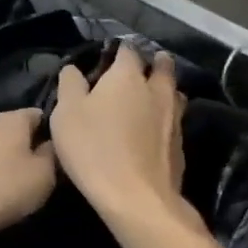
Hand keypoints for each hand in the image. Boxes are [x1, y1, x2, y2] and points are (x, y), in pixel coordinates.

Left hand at [0, 108, 56, 247]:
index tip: (55, 149)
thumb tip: (49, 144)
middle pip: (10, 129)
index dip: (48, 129)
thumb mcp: (44, 176)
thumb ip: (51, 155)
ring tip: (7, 182)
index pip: (36, 114)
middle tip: (33, 168)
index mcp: (10, 121)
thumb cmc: (5, 189)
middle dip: (22, 144)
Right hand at [49, 47, 191, 227]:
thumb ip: (70, 85)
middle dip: (154, 63)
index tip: (109, 57)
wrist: (137, 197)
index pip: (127, 50)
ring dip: (165, 90)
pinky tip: (155, 130)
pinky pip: (175, 121)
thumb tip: (74, 68)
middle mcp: (157, 90)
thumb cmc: (94, 148)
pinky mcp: (181, 145)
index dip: (118, 50)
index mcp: (128, 76)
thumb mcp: (66, 113)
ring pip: (174, 93)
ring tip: (151, 96)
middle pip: (162, 67)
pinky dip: (166, 119)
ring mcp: (174, 118)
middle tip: (142, 68)